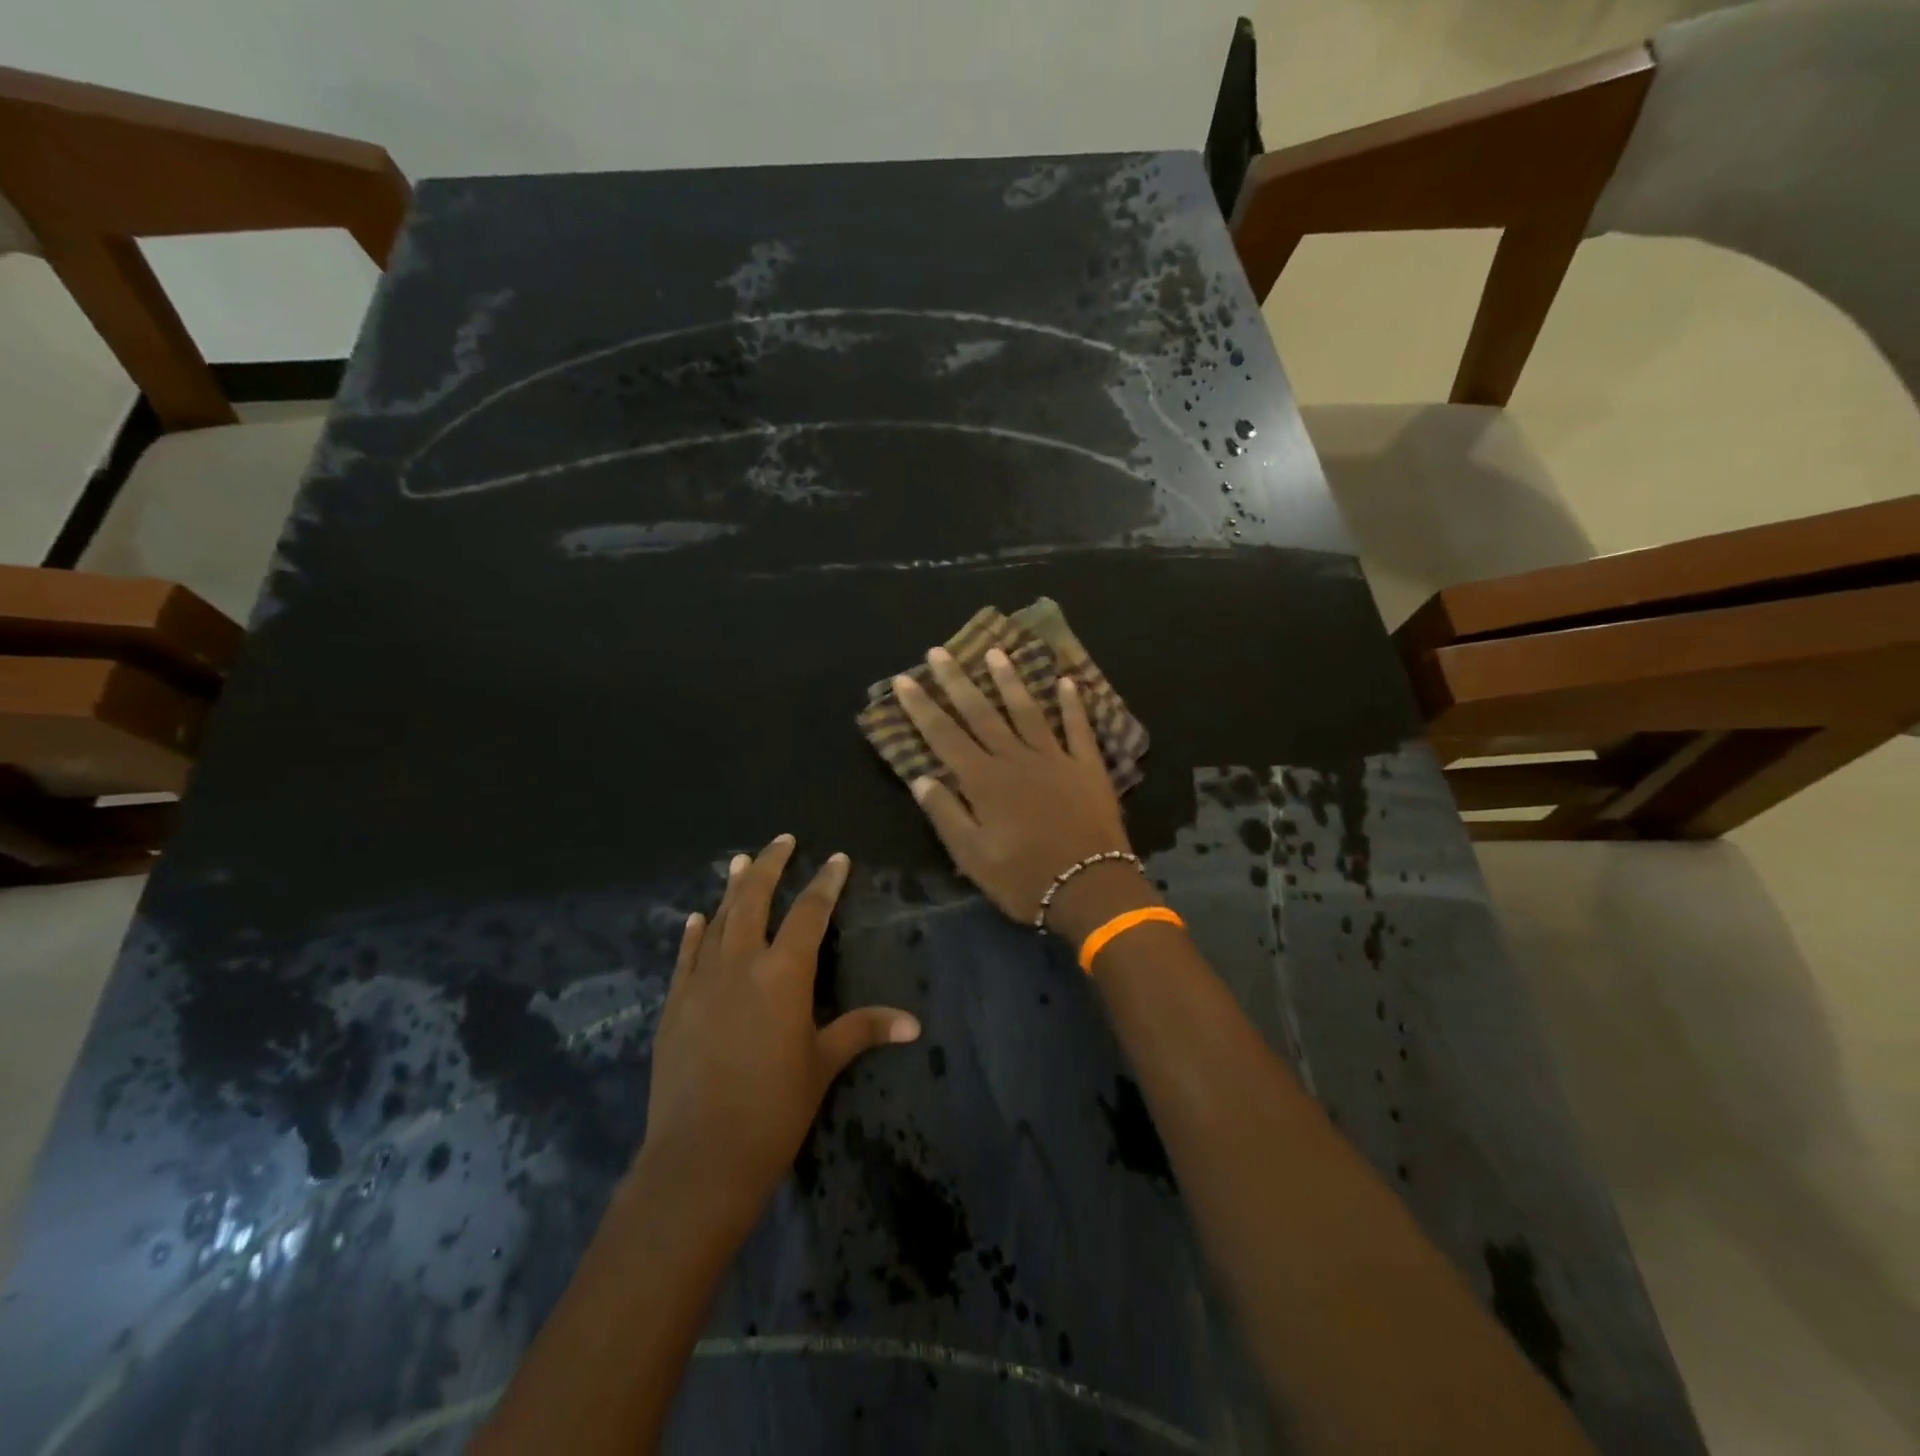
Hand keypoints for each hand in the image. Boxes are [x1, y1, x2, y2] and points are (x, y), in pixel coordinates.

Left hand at [640, 835, 920, 1225]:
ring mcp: (701, 982)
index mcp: (784, 974)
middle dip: (770, 865)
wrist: (700, 1158)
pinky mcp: (674, 1005)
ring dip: (731, 888)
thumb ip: (863, 1030)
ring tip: (739, 861)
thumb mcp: (823, 1064)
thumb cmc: (774, 1109)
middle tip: (782, 840)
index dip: (826, 883)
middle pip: (754, 899)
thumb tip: (914, 1024)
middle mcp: (741, 964)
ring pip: (718, 920)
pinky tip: (696, 917)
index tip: (837, 859)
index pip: (810, 913)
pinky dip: (693, 932)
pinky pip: (686, 955)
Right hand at [894, 646, 1157, 935]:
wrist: (1091, 888)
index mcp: (984, 781)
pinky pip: (1079, 728)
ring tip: (997, 651)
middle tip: (941, 651)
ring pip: (1027, 710)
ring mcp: (1055, 758)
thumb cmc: (1025, 878)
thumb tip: (921, 778)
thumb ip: (946, 814)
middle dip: (957, 681)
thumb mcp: (973, 857)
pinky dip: (1073, 704)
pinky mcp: (1087, 766)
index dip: (921, 707)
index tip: (904, 679)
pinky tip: (1067, 682)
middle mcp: (1016, 759)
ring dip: (1010, 680)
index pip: (944, 736)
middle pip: (981, 713)